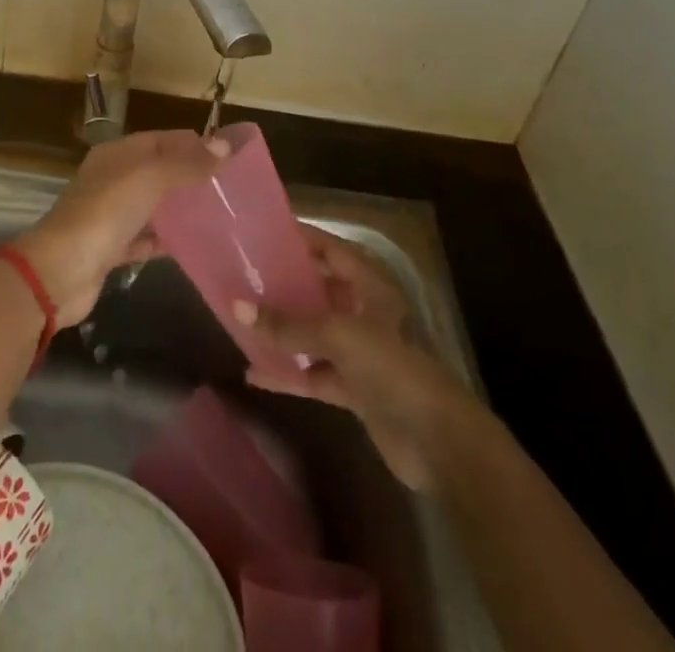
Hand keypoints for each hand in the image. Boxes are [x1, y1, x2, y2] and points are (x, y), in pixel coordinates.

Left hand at [11, 130, 228, 326]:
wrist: (60, 271)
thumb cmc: (105, 213)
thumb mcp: (149, 178)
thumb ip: (186, 163)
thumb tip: (225, 145)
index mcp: (117, 154)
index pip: (161, 140)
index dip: (193, 143)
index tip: (229, 155)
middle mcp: (112, 179)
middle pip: (158, 171)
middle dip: (190, 176)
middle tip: (231, 187)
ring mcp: (110, 215)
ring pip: (153, 205)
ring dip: (181, 209)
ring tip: (221, 215)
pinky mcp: (112, 250)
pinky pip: (146, 238)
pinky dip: (167, 240)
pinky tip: (196, 245)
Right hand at [236, 227, 472, 491]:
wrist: (438, 442)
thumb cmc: (391, 368)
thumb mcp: (336, 335)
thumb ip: (286, 324)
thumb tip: (236, 307)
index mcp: (369, 286)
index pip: (329, 249)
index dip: (299, 239)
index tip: (261, 232)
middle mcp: (363, 312)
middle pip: (318, 290)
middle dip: (283, 284)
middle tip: (242, 274)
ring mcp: (360, 352)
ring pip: (312, 333)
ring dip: (282, 329)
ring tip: (240, 317)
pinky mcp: (355, 389)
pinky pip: (313, 373)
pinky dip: (288, 373)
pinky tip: (254, 373)